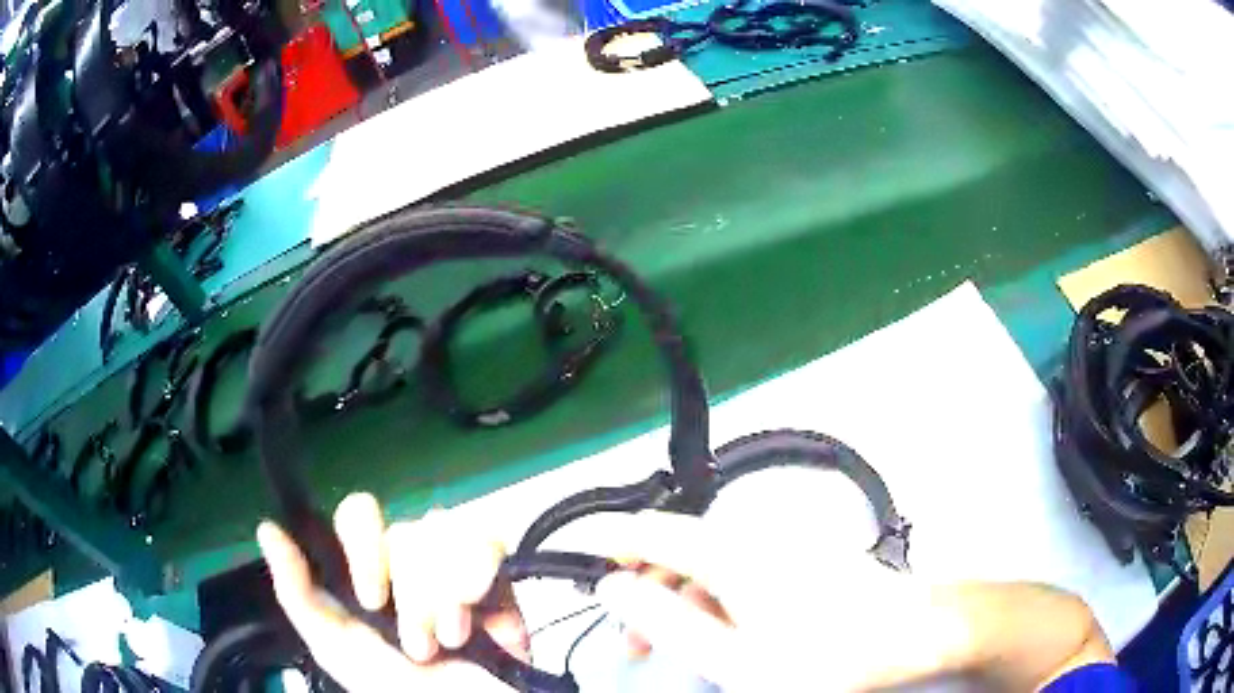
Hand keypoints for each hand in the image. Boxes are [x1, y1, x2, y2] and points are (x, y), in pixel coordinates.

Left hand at [256, 493, 529, 691]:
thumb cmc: (401, 689)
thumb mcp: (338, 650)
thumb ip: (299, 594)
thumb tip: (267, 528)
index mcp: (369, 571)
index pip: (359, 514)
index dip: (365, 547)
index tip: (372, 599)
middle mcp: (410, 560)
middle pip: (406, 532)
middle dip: (414, 596)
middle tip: (419, 645)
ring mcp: (456, 564)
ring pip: (445, 537)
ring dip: (445, 603)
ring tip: (454, 642)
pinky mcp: (499, 575)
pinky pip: (488, 542)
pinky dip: (481, 587)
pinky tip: (489, 629)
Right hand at [589, 510, 1112, 691]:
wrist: (916, 631)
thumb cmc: (828, 654)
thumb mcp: (736, 657)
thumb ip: (668, 621)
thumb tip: (613, 588)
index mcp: (731, 552)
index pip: (646, 529)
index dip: (601, 539)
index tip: (566, 555)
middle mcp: (752, 535)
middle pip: (674, 548)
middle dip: (640, 588)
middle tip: (626, 638)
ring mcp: (779, 543)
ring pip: (705, 562)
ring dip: (677, 598)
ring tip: (670, 644)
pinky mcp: (798, 556)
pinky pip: (737, 569)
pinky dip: (712, 597)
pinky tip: (721, 631)